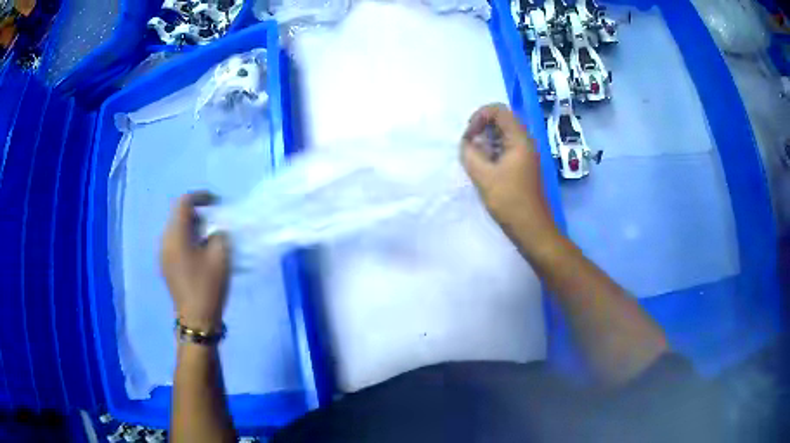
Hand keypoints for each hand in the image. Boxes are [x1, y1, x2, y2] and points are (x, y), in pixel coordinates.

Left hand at [161, 192, 229, 333]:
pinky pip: (174, 243)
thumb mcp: (221, 256)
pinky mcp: (166, 266)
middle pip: (177, 215)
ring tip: (209, 236)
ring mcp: (163, 255)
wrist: (196, 319)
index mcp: (175, 235)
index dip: (201, 197)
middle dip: (197, 212)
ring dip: (192, 227)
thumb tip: (214, 230)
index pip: (184, 203)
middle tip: (215, 220)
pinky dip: (186, 239)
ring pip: (175, 230)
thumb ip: (219, 234)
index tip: (217, 203)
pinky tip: (199, 252)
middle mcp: (164, 241)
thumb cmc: (208, 286)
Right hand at [461, 104, 556, 246]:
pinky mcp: (523, 165)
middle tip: (469, 147)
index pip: (498, 110)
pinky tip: (484, 167)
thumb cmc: (510, 201)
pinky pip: (505, 148)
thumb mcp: (484, 176)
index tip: (469, 136)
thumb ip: (470, 154)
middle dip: (481, 128)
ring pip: (502, 135)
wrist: (532, 228)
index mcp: (519, 139)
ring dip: (485, 140)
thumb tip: (466, 143)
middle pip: (501, 120)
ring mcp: (525, 154)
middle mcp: (525, 142)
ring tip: (474, 158)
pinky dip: (492, 151)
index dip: (479, 116)